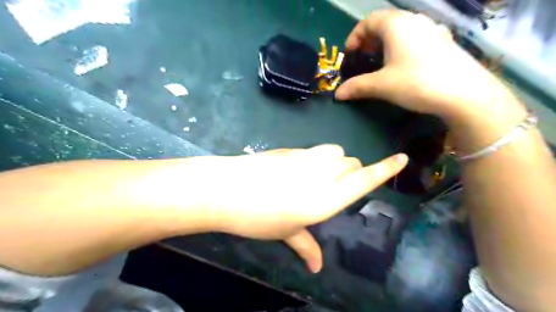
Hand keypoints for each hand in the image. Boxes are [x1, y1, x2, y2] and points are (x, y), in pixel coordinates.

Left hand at [184, 145, 407, 271]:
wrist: (227, 189)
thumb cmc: (258, 217)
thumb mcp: (285, 233)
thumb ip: (306, 246)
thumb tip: (317, 266)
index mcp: (326, 198)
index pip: (364, 179)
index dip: (386, 169)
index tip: (401, 158)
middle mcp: (322, 173)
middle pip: (352, 162)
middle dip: (353, 171)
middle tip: (337, 185)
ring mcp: (306, 157)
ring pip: (336, 151)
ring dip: (337, 161)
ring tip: (321, 174)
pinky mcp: (291, 149)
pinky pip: (315, 149)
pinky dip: (318, 157)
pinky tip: (300, 169)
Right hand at [334, 10, 526, 125]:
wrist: (464, 93)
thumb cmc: (417, 82)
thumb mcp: (381, 85)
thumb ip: (357, 86)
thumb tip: (338, 94)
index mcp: (397, 25)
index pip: (369, 20)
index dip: (355, 36)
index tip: (349, 54)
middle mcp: (415, 21)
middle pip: (385, 22)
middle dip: (369, 39)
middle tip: (363, 58)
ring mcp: (432, 30)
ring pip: (402, 30)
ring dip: (386, 43)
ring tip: (380, 62)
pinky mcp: (443, 42)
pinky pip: (416, 38)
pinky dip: (402, 47)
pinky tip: (403, 64)